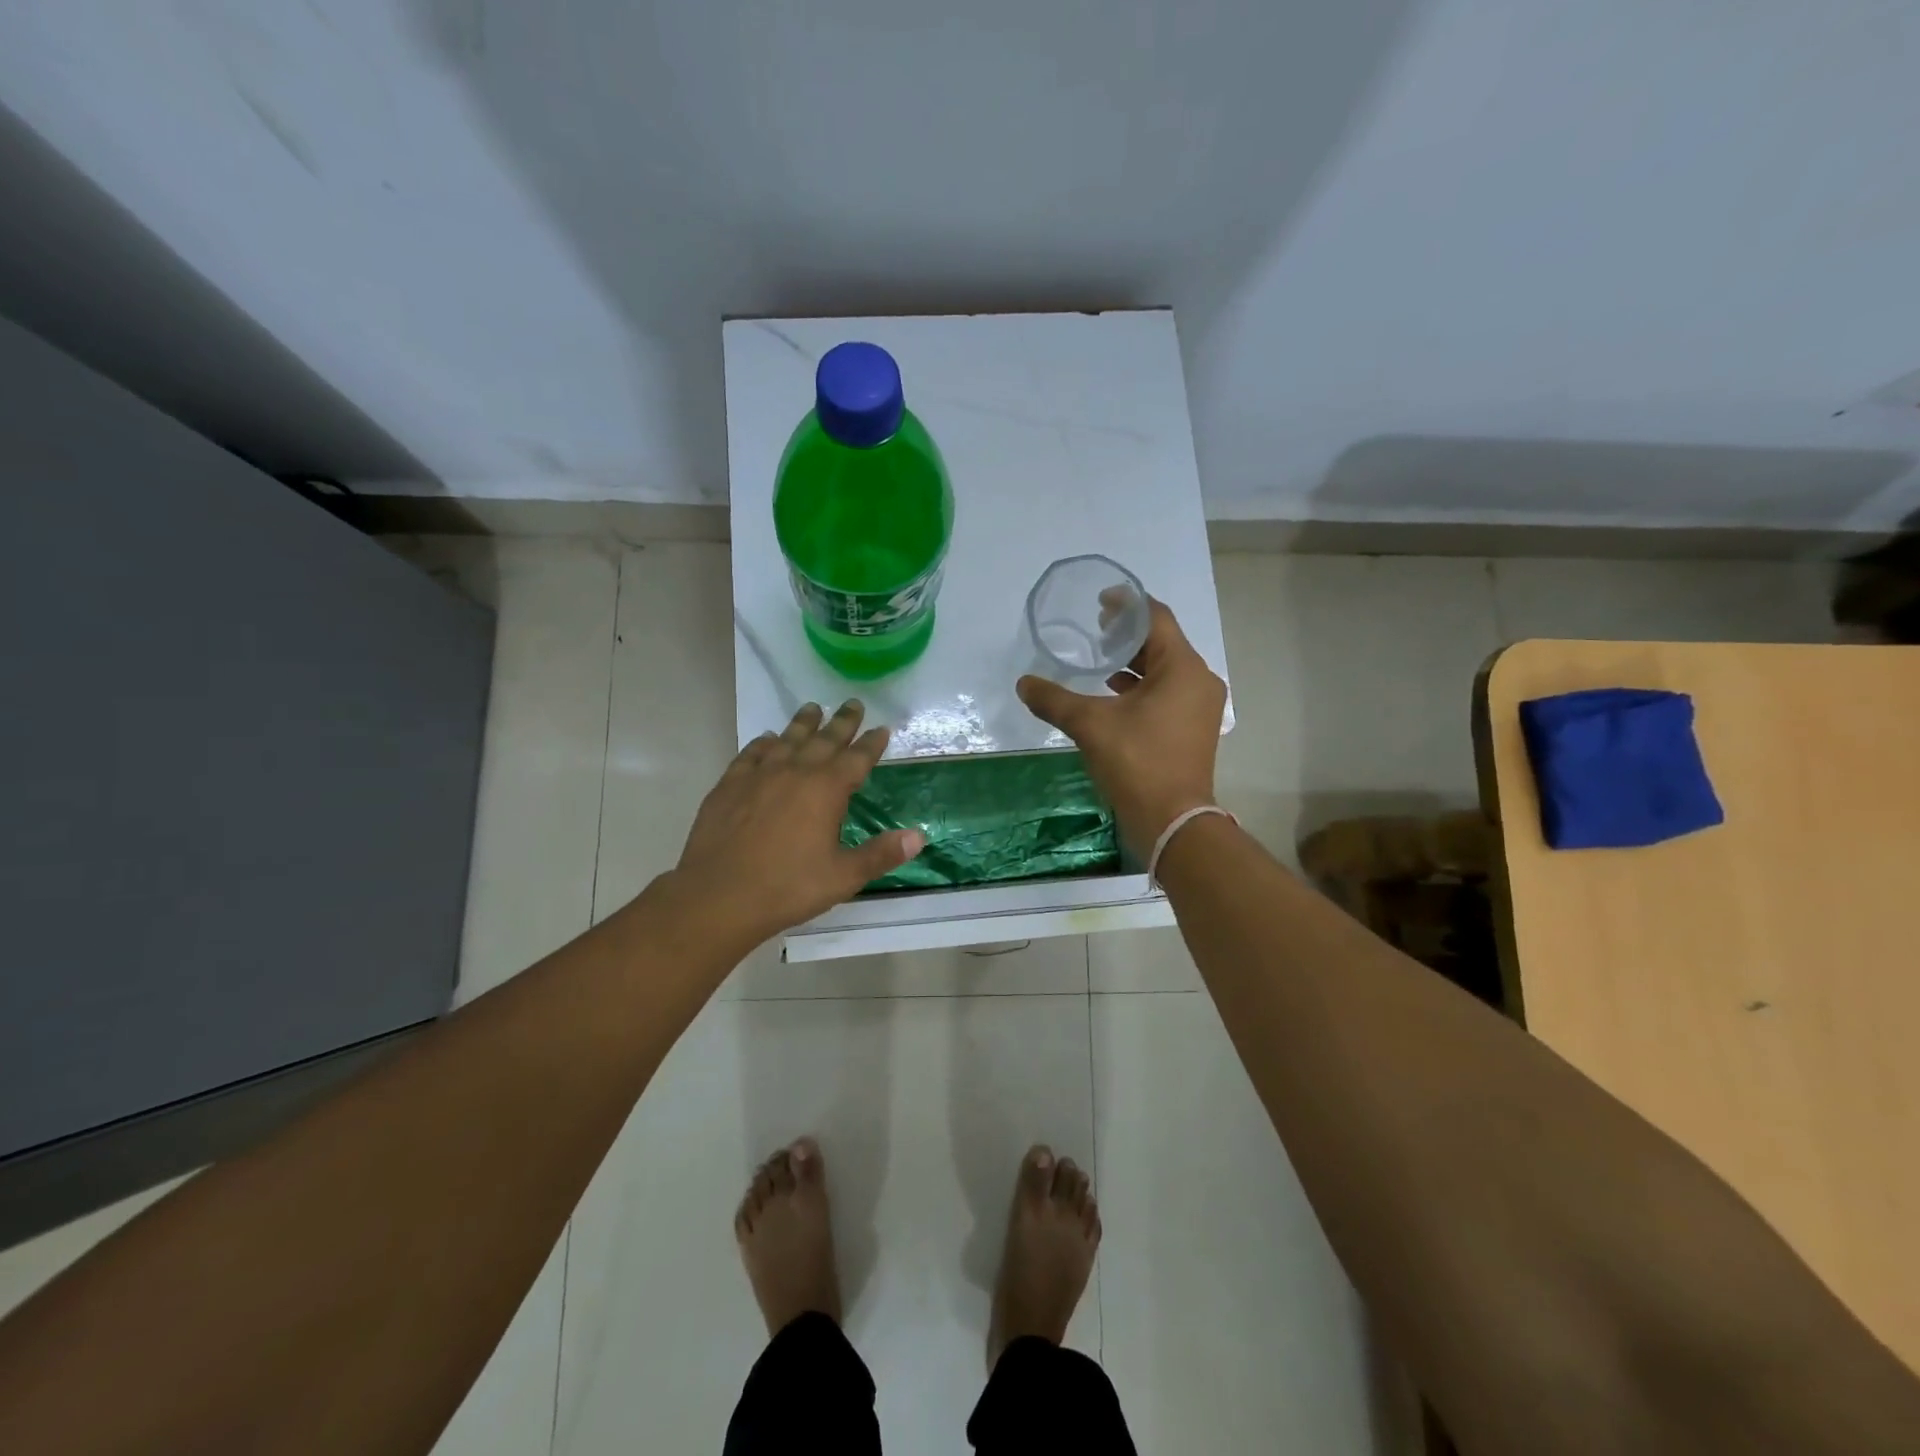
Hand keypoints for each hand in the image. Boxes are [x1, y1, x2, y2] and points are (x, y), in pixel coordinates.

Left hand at [674, 699, 924, 944]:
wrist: (718, 895)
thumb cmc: (787, 887)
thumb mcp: (843, 876)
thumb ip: (881, 854)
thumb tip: (918, 836)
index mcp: (826, 790)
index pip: (857, 758)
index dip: (872, 743)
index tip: (882, 728)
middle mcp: (795, 772)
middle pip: (824, 740)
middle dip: (842, 722)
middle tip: (853, 703)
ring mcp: (759, 775)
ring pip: (787, 739)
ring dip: (803, 723)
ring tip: (812, 708)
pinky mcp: (729, 785)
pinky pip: (751, 754)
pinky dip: (763, 743)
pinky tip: (767, 739)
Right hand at [1017, 599, 1227, 854]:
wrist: (1172, 821)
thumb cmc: (1137, 762)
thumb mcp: (1090, 725)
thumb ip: (1054, 699)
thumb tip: (1023, 683)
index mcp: (1183, 668)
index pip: (1156, 618)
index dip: (1127, 604)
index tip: (1099, 600)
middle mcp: (1198, 680)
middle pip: (1162, 642)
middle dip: (1127, 634)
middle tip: (1094, 629)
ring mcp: (1199, 707)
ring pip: (1165, 669)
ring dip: (1134, 662)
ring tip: (1099, 659)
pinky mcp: (1193, 728)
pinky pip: (1167, 692)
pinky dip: (1141, 687)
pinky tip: (1112, 693)